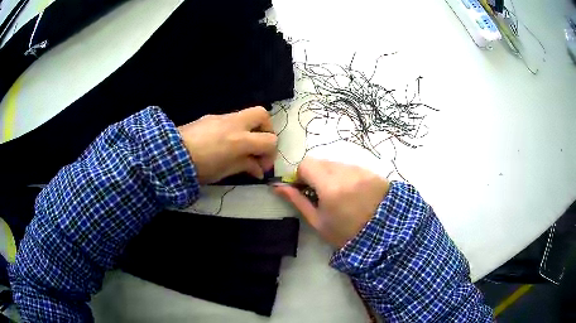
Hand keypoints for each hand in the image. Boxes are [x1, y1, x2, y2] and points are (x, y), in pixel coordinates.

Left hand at [178, 106, 276, 184]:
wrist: (171, 154)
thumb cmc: (199, 168)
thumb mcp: (225, 171)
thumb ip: (245, 166)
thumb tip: (258, 170)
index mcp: (240, 140)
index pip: (269, 140)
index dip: (270, 154)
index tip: (261, 166)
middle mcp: (235, 124)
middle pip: (262, 115)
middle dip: (266, 129)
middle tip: (259, 145)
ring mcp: (222, 117)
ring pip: (246, 115)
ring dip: (250, 129)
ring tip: (241, 147)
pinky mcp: (211, 116)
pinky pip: (230, 119)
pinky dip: (235, 129)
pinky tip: (224, 143)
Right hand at [273, 158, 389, 247]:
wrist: (383, 236)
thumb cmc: (345, 233)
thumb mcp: (318, 221)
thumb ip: (297, 201)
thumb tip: (278, 186)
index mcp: (330, 186)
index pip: (306, 164)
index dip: (301, 175)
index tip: (304, 189)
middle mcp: (346, 172)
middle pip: (321, 162)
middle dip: (315, 174)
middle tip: (320, 194)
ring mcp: (361, 170)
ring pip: (336, 164)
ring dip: (330, 175)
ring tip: (339, 195)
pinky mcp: (371, 172)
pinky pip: (351, 168)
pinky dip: (345, 176)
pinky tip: (352, 193)